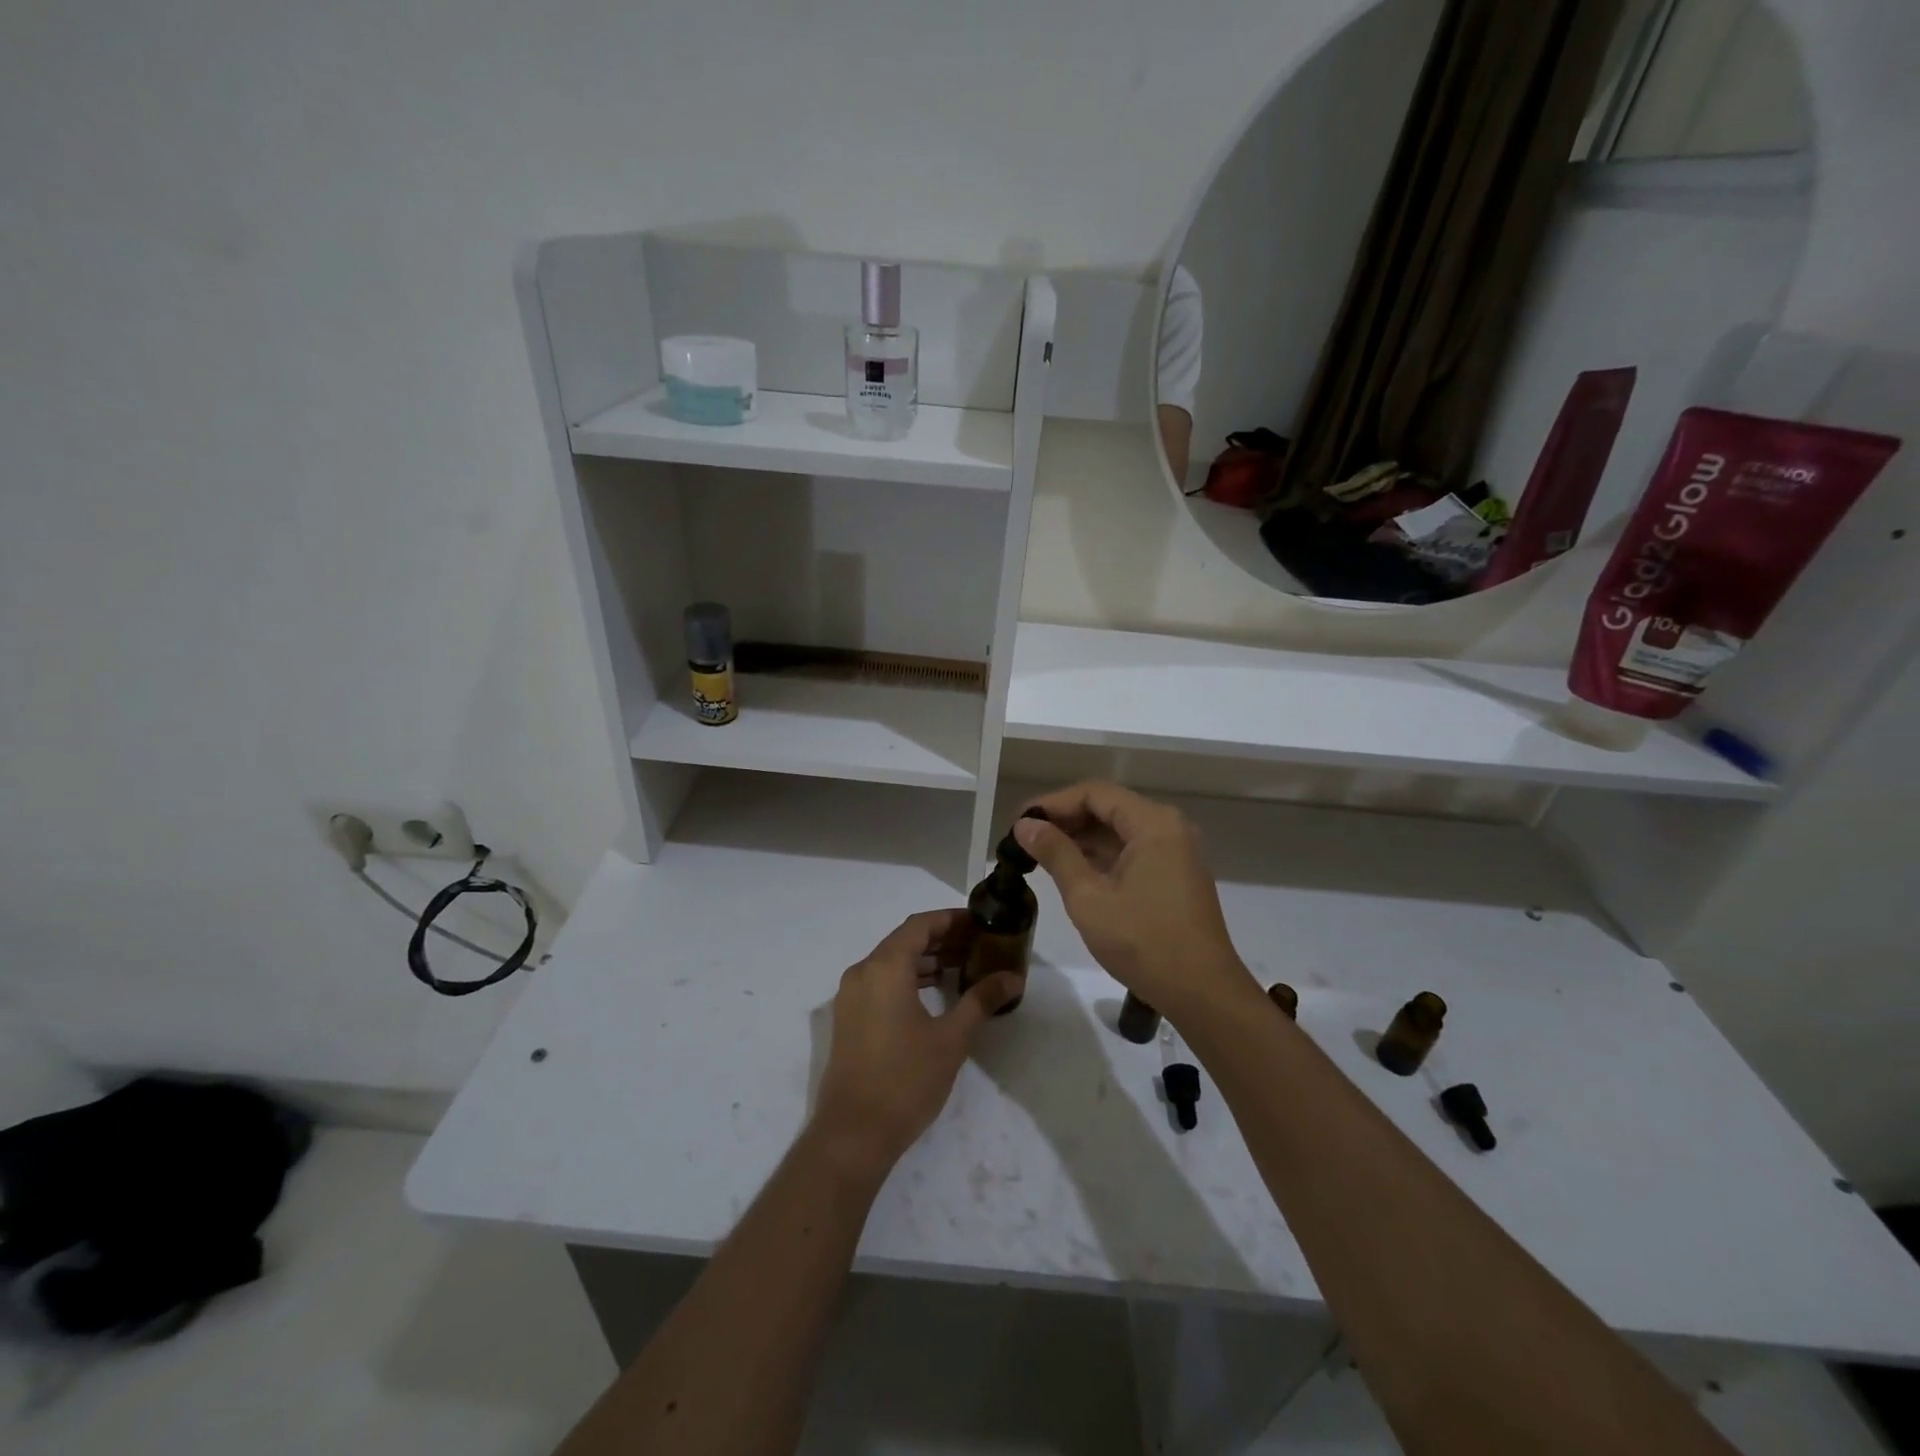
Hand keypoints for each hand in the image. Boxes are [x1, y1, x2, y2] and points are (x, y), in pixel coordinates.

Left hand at [810, 910, 1018, 1177]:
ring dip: (925, 959)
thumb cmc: (906, 1080)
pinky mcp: (849, 1017)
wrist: (853, 1134)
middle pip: (905, 940)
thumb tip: (1013, 977)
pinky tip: (934, 992)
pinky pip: (881, 980)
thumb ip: (981, 1000)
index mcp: (885, 967)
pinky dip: (908, 977)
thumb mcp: (951, 1038)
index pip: (920, 925)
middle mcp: (863, 972)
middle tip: (978, 945)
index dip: (951, 920)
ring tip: (962, 966)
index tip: (980, 923)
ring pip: (892, 960)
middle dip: (942, 938)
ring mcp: (851, 995)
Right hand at [1015, 782, 1254, 1018]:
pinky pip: (1132, 850)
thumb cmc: (1143, 942)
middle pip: (1108, 807)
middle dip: (1065, 820)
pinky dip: (1101, 856)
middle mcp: (1169, 827)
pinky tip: (1071, 870)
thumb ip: (1055, 853)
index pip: (1094, 793)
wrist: (1201, 993)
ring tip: (1040, 855)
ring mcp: (1176, 851)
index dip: (1052, 803)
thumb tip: (1025, 825)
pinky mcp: (1175, 874)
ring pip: (1119, 830)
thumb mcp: (1088, 897)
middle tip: (1025, 839)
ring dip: (1081, 838)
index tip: (1019, 822)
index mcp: (1153, 823)